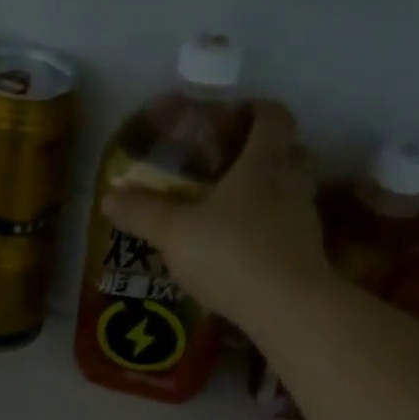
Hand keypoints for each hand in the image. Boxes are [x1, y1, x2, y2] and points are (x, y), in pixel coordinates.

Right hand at [102, 100, 325, 323]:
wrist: (288, 309)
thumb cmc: (231, 254)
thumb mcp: (174, 233)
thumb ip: (141, 213)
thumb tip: (107, 197)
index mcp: (263, 164)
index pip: (274, 118)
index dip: (258, 110)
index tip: (237, 115)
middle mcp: (292, 185)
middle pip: (294, 153)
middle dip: (271, 152)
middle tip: (238, 163)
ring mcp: (306, 222)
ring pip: (296, 194)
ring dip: (274, 194)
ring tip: (238, 211)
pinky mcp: (310, 257)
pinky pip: (292, 231)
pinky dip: (275, 232)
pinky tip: (249, 251)